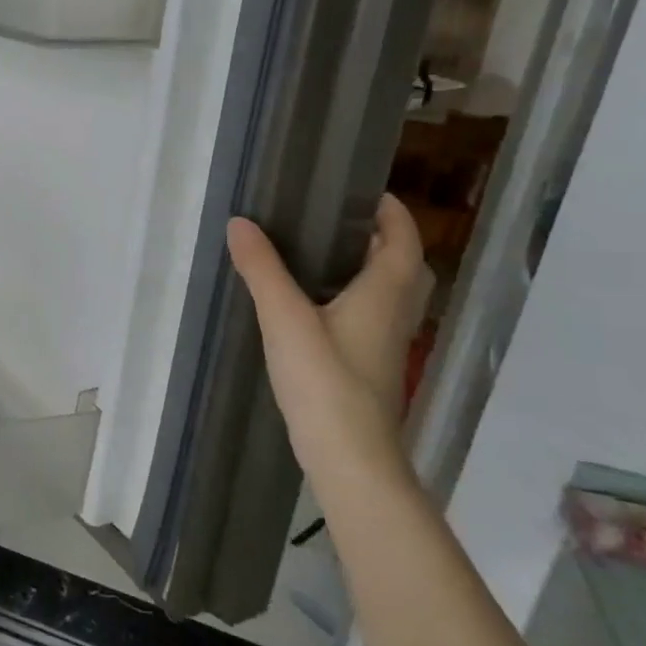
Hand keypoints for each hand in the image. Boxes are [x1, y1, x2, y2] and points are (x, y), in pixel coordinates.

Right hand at [226, 193, 431, 477]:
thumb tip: (240, 223)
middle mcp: (395, 314)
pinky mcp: (370, 367)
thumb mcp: (285, 319)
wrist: (349, 455)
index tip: (364, 190)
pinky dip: (354, 300)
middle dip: (382, 240)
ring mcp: (386, 345)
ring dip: (370, 271)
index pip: (403, 240)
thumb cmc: (324, 380)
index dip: (391, 212)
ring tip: (324, 258)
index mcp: (384, 293)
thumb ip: (262, 270)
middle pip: (404, 267)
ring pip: (389, 295)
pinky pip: (371, 318)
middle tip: (339, 223)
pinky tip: (315, 308)